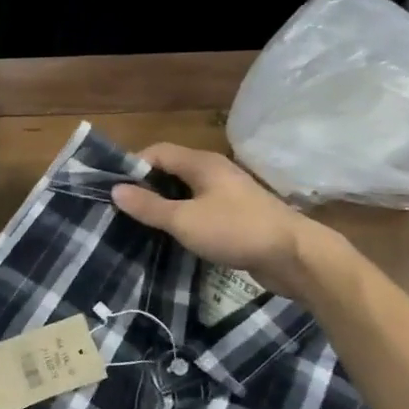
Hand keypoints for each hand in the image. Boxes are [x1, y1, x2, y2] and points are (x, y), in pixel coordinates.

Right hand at [110, 143, 327, 297]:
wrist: (295, 256)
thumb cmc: (236, 230)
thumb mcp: (184, 220)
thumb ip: (149, 206)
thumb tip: (115, 190)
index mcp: (202, 163)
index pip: (157, 152)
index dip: (133, 166)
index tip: (113, 189)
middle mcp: (214, 171)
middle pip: (171, 170)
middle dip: (146, 186)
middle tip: (123, 208)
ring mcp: (228, 193)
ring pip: (186, 191)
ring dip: (164, 204)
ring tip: (141, 223)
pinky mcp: (237, 215)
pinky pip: (200, 208)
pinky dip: (183, 217)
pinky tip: (173, 235)